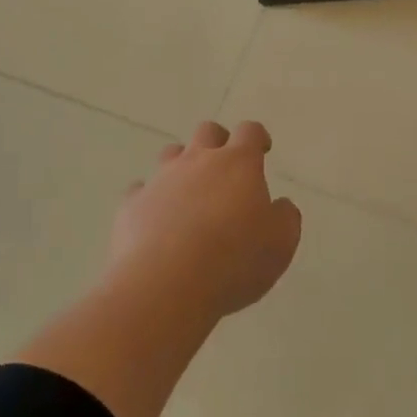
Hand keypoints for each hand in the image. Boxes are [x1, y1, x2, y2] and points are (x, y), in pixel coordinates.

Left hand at [108, 121, 301, 320]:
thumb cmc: (235, 260)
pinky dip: (151, 198)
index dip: (257, 137)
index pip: (250, 132)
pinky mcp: (132, 204)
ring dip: (183, 165)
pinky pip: (141, 190)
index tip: (262, 149)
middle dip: (218, 141)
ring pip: (171, 154)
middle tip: (226, 167)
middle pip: (207, 132)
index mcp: (238, 164)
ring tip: (190, 193)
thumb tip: (280, 206)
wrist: (166, 284)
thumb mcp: (281, 243)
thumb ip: (285, 217)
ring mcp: (161, 180)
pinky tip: (156, 219)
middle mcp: (198, 161)